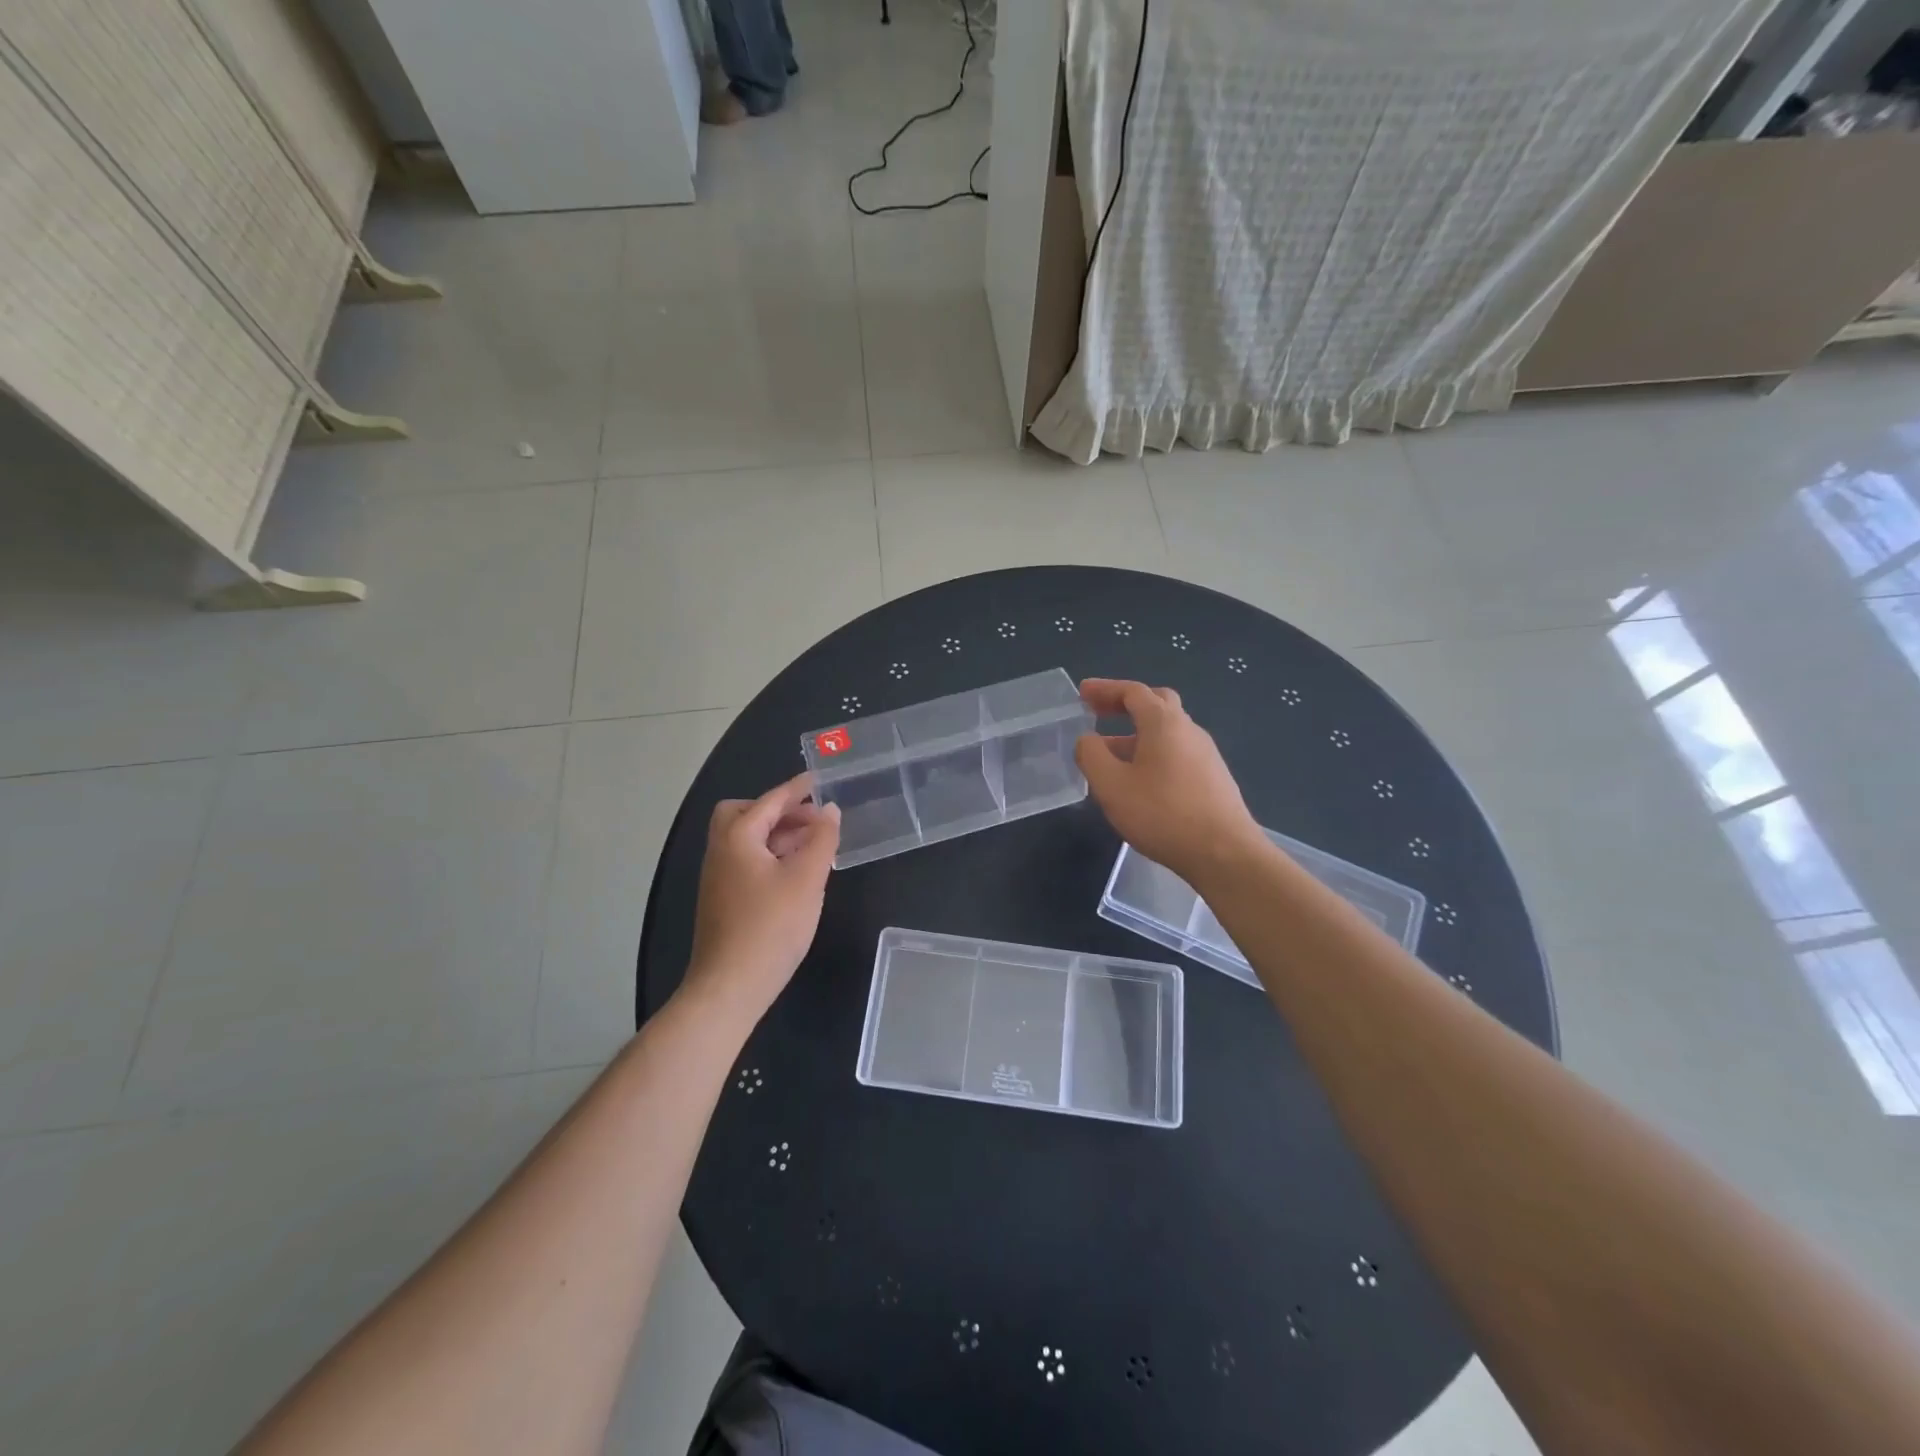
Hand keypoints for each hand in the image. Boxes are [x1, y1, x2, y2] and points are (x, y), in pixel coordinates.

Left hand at [683, 774, 839, 1024]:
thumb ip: (822, 840)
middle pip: (743, 814)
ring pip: (746, 840)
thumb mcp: (806, 879)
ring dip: (777, 834)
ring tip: (814, 845)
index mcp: (737, 838)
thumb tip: (829, 811)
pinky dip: (771, 856)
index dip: (796, 789)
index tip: (819, 780)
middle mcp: (721, 851)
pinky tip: (796, 874)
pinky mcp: (723, 901)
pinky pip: (747, 862)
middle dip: (777, 810)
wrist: (730, 987)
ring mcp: (718, 878)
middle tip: (811, 819)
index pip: (769, 801)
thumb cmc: (771, 927)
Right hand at [1076, 678, 1263, 887]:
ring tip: (1111, 755)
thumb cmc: (1162, 814)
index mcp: (1164, 723)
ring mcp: (1206, 754)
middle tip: (1099, 713)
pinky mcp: (1213, 778)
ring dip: (1137, 733)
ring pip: (1167, 732)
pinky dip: (1153, 753)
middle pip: (1156, 703)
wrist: (1224, 853)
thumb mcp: (1111, 785)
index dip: (1105, 689)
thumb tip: (1088, 739)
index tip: (1082, 693)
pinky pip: (1177, 753)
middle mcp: (1189, 730)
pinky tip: (1140, 781)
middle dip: (1125, 704)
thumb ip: (1092, 755)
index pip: (1133, 692)